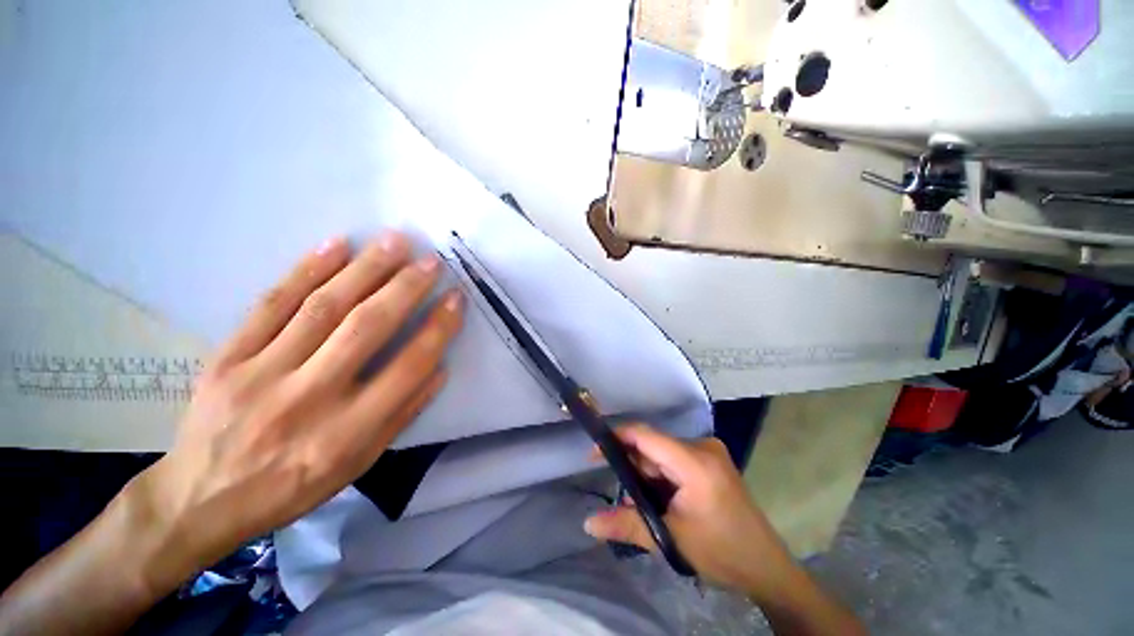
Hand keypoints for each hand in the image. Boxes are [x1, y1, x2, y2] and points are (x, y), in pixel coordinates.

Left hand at [132, 231, 464, 584]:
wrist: (201, 499)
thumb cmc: (293, 485)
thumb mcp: (360, 463)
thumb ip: (403, 413)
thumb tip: (439, 367)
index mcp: (347, 432)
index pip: (408, 367)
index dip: (438, 328)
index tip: (456, 298)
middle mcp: (309, 398)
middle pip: (366, 329)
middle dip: (405, 288)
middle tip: (430, 260)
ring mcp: (261, 374)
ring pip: (322, 308)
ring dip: (364, 269)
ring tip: (394, 242)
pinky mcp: (226, 359)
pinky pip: (270, 306)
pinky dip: (305, 271)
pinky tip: (334, 246)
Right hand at [583, 425, 794, 598]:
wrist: (767, 568)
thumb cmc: (722, 553)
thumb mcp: (671, 539)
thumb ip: (628, 525)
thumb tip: (588, 524)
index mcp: (695, 461)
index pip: (646, 436)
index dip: (616, 438)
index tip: (593, 453)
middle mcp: (702, 447)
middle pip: (653, 445)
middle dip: (633, 466)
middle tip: (622, 495)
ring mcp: (709, 452)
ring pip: (662, 453)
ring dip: (647, 473)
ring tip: (642, 502)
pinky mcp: (710, 461)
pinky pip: (674, 459)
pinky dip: (660, 475)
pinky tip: (659, 497)